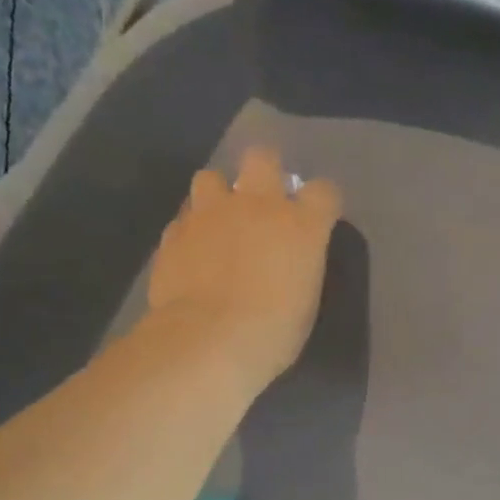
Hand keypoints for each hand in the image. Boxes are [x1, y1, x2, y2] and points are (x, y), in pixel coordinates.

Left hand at [145, 146, 342, 399]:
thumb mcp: (305, 299)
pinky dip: (192, 229)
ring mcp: (211, 213)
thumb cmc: (273, 331)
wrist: (208, 341)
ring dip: (218, 195)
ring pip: (210, 177)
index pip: (324, 191)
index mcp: (301, 224)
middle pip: (262, 158)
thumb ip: (300, 264)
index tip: (318, 217)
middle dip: (264, 171)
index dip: (322, 202)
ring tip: (219, 223)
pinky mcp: (175, 231)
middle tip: (262, 200)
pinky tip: (193, 253)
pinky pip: (185, 217)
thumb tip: (291, 257)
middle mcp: (257, 205)